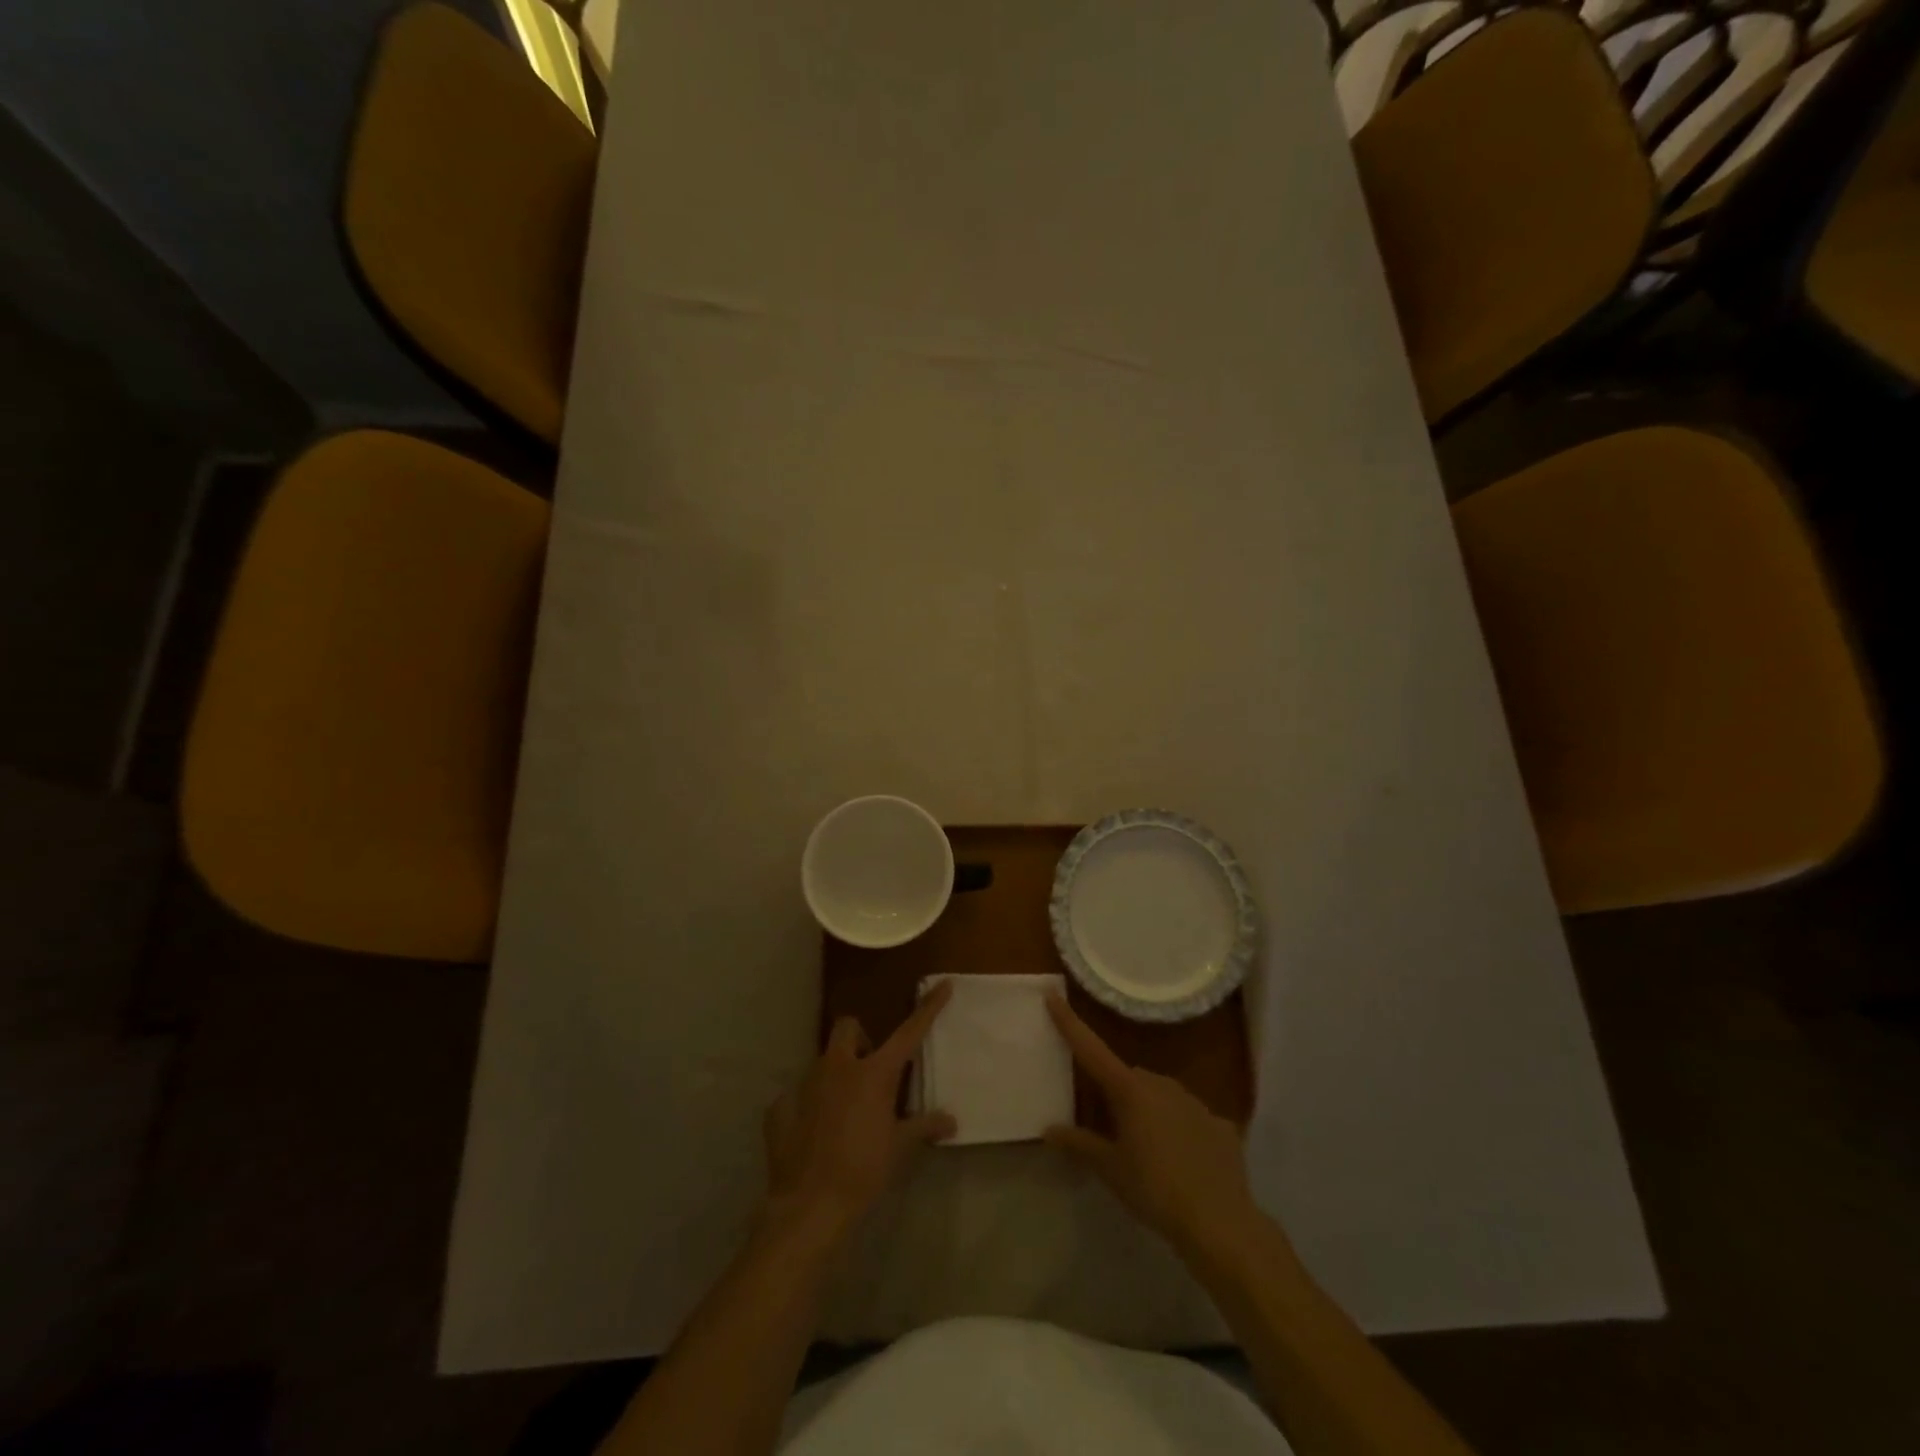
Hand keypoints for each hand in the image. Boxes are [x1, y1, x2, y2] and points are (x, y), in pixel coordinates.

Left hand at [762, 982, 956, 1245]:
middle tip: (870, 1070)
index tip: (943, 985)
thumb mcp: (899, 1148)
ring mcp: (805, 1083)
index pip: (908, 1032)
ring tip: (844, 1110)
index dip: (928, 1008)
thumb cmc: (863, 1171)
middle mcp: (838, 1067)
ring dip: (836, 1075)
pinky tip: (814, 1132)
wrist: (809, 1206)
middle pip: (848, 1027)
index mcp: (873, 1073)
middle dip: (860, 1039)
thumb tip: (950, 1121)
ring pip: (823, 1061)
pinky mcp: (779, 1106)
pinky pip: (797, 1094)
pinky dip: (808, 1105)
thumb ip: (924, 1127)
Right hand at [1045, 993, 1264, 1260]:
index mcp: (1130, 1090)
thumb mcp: (1110, 1169)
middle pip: (1128, 1078)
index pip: (1091, 1049)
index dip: (1069, 1022)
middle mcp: (1161, 1084)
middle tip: (1109, 1128)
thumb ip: (1079, 1145)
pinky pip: (1190, 1119)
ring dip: (1149, 1112)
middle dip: (1116, 1094)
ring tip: (1147, 1152)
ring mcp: (1194, 1101)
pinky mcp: (1219, 1124)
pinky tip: (1184, 1163)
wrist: (1220, 1221)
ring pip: (1160, 1095)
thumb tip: (1049, 1129)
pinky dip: (1181, 1131)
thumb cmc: (1155, 1189)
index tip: (1052, 994)